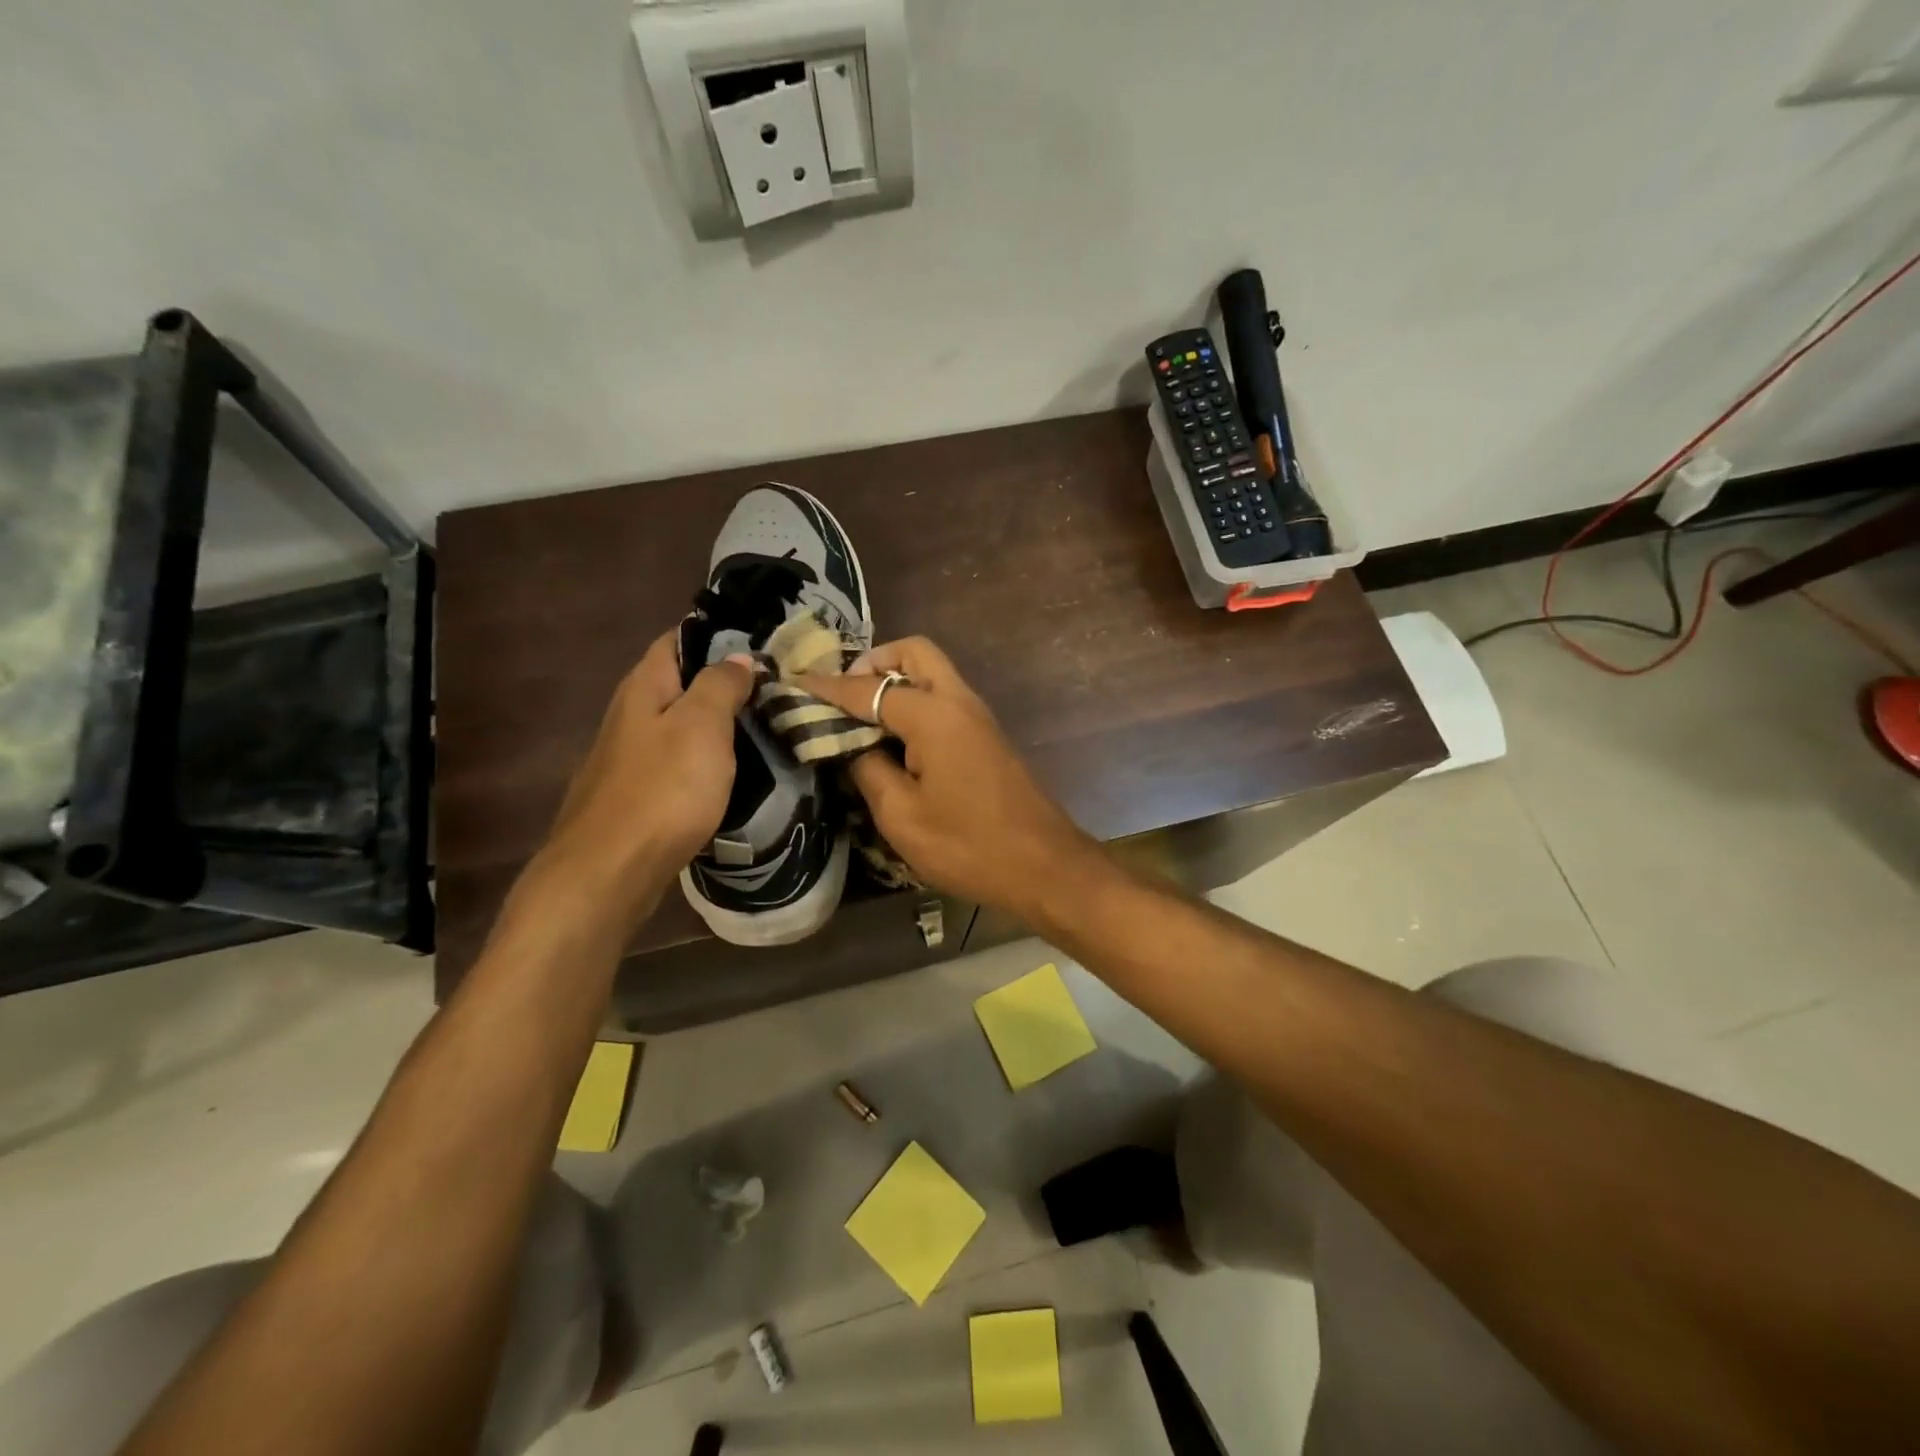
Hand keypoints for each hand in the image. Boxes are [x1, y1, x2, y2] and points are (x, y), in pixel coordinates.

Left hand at [528, 631, 753, 936]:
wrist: (611, 870)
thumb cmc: (662, 789)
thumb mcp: (701, 725)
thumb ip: (720, 685)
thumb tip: (737, 658)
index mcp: (644, 686)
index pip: (678, 639)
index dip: (718, 635)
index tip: (763, 643)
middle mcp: (632, 713)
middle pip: (681, 682)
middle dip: (725, 681)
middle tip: (777, 687)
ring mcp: (632, 756)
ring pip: (683, 724)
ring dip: (719, 723)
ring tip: (767, 725)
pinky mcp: (639, 792)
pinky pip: (680, 761)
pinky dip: (708, 758)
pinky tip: (735, 770)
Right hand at [799, 637, 1102, 920]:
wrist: (1044, 867)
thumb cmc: (969, 846)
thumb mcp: (901, 816)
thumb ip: (868, 769)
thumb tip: (850, 744)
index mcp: (933, 714)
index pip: (868, 688)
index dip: (826, 688)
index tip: (792, 685)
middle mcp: (959, 701)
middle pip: (913, 652)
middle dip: (872, 663)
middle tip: (842, 697)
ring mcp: (978, 716)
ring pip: (932, 672)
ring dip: (895, 680)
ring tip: (860, 717)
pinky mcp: (987, 736)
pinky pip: (944, 697)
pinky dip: (915, 700)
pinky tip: (893, 738)